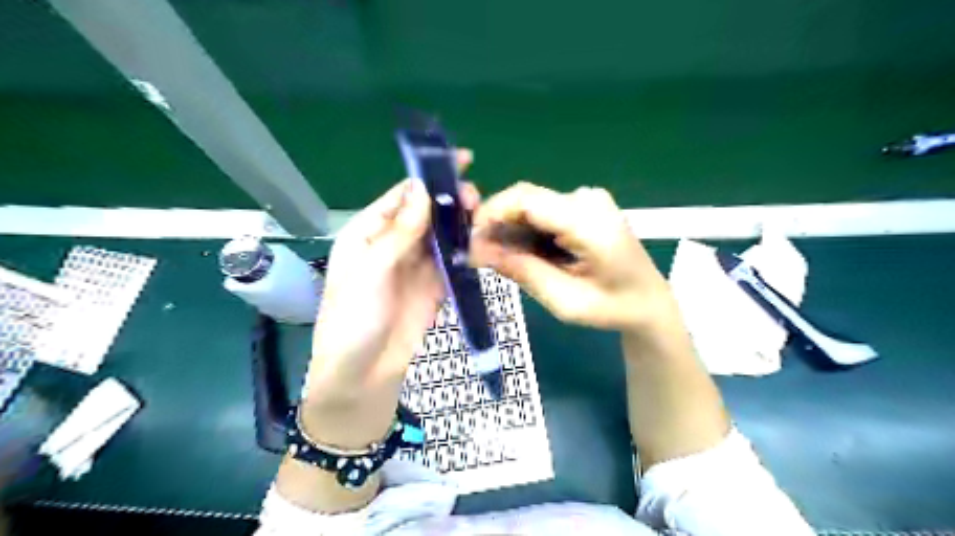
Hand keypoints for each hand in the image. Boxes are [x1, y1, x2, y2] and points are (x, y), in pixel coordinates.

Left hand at [302, 149, 476, 444]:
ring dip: (460, 223)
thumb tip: (422, 189)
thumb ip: (400, 232)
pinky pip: (452, 261)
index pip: (402, 195)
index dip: (429, 177)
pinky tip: (481, 241)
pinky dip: (466, 250)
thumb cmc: (354, 318)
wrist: (363, 374)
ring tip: (482, 215)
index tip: (460, 162)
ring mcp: (416, 265)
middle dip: (450, 200)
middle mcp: (393, 243)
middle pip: (426, 212)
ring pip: (442, 235)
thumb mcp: (371, 270)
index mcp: (368, 231)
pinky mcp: (434, 286)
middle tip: (475, 197)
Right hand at [468, 182, 678, 331]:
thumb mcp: (564, 300)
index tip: (469, 240)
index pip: (526, 199)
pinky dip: (526, 231)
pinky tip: (522, 253)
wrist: (648, 301)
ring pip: (531, 206)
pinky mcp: (583, 206)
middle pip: (525, 199)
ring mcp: (587, 200)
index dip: (490, 213)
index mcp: (588, 220)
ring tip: (499, 259)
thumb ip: (521, 271)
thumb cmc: (612, 307)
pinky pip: (543, 212)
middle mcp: (586, 199)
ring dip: (510, 229)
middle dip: (496, 224)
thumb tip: (475, 250)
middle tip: (478, 255)